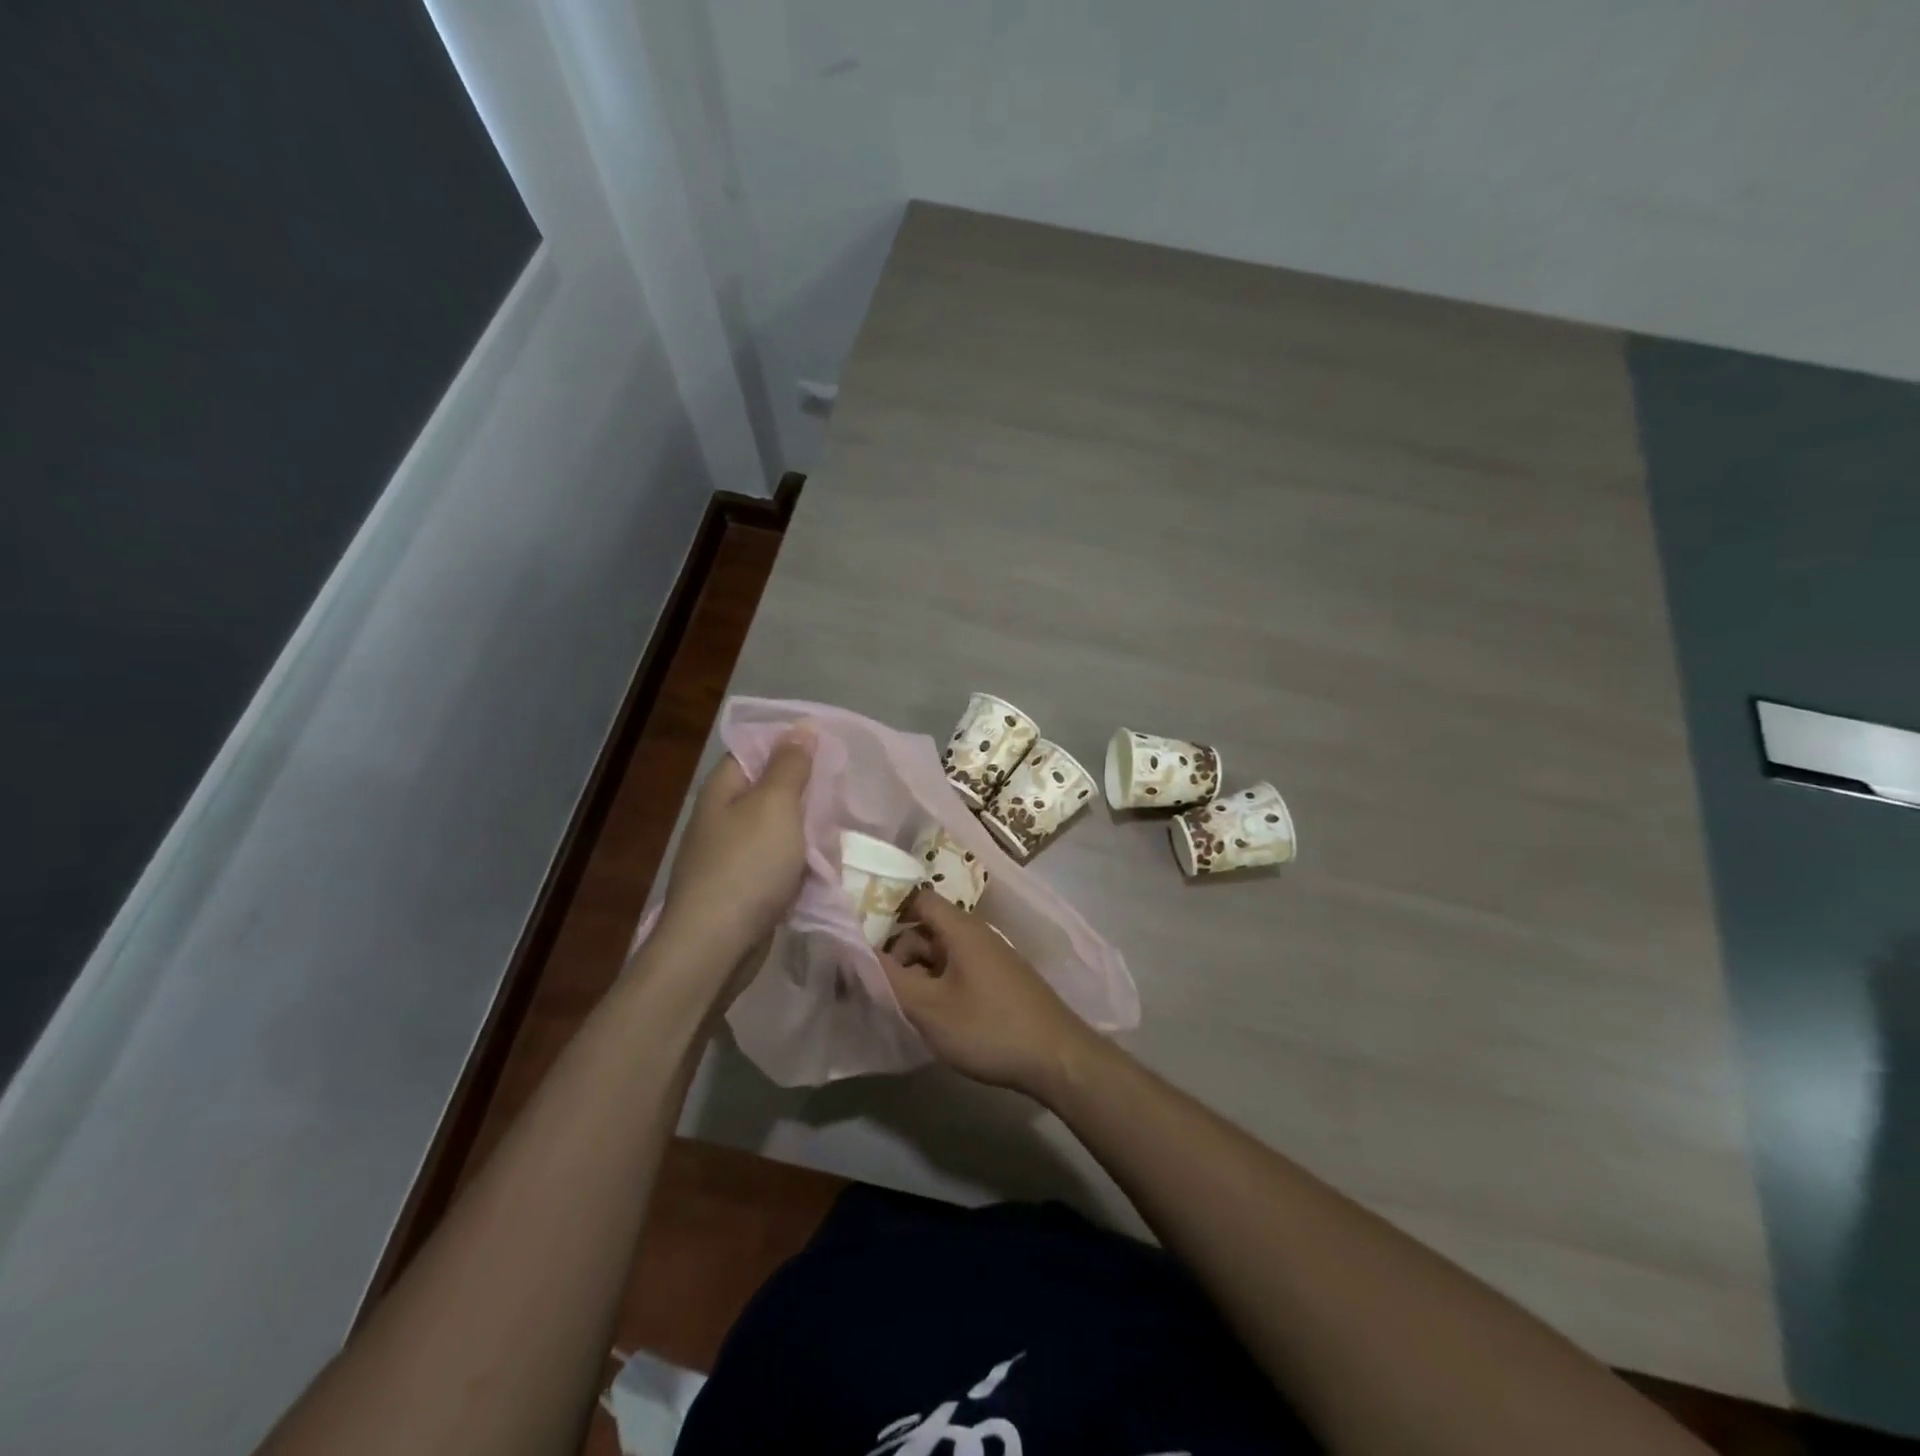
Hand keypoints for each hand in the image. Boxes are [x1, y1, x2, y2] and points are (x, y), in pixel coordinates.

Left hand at [656, 729, 813, 979]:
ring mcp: (730, 854)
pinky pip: (777, 862)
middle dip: (806, 791)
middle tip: (842, 792)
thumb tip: (802, 727)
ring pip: (778, 828)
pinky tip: (822, 866)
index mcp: (723, 788)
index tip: (831, 748)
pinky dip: (799, 862)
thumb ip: (791, 765)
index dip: (792, 744)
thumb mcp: (775, 806)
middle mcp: (722, 816)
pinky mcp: (742, 887)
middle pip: (770, 789)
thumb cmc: (747, 866)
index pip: (757, 749)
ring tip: (838, 830)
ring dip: (807, 830)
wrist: (715, 946)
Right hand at [879, 890, 1100, 1097]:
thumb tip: (859, 951)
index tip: (862, 938)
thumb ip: (890, 978)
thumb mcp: (930, 1007)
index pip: (918, 899)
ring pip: (942, 953)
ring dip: (919, 973)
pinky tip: (934, 1015)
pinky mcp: (1001, 980)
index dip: (887, 911)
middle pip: (927, 928)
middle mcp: (978, 934)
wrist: (1057, 1058)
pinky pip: (960, 970)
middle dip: (900, 953)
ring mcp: (992, 957)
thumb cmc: (988, 1027)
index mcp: (961, 929)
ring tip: (904, 1007)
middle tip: (881, 987)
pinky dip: (940, 984)